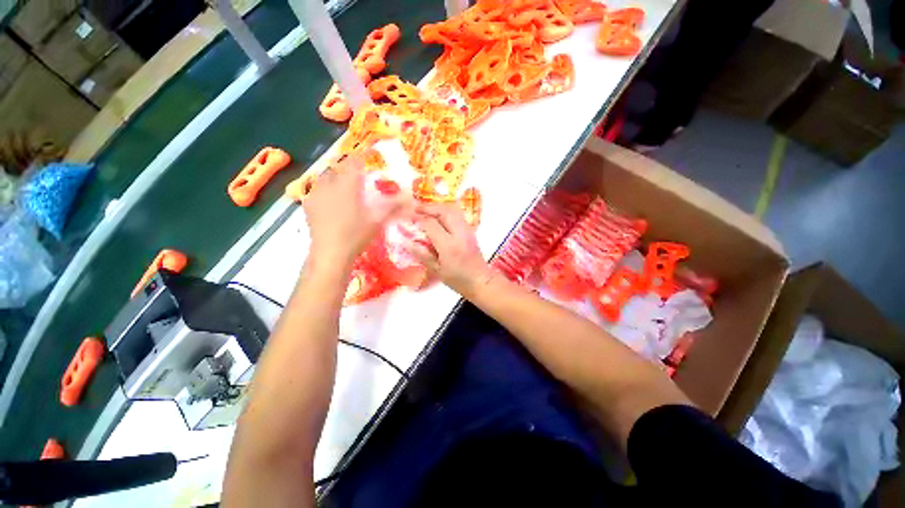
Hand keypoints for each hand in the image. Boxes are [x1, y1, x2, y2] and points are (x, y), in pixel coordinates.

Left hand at [303, 155, 406, 266]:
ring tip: (345, 187)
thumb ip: (393, 206)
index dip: (362, 155)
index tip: (370, 154)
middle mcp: (329, 184)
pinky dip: (326, 189)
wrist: (330, 253)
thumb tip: (410, 199)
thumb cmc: (356, 235)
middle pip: (339, 167)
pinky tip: (331, 200)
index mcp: (347, 185)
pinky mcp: (308, 204)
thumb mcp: (378, 220)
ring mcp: (315, 193)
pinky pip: (317, 188)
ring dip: (336, 177)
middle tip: (359, 176)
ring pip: (326, 176)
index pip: (354, 162)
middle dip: (349, 168)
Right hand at [411, 203, 493, 297]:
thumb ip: (422, 255)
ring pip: (452, 211)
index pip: (431, 225)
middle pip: (444, 212)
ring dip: (438, 208)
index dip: (419, 220)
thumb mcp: (437, 270)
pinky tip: (439, 217)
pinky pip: (458, 215)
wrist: (480, 281)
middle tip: (416, 209)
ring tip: (426, 210)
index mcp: (449, 246)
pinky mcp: (471, 231)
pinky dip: (446, 212)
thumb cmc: (458, 280)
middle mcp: (459, 234)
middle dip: (429, 208)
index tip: (409, 219)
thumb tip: (407, 242)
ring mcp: (467, 231)